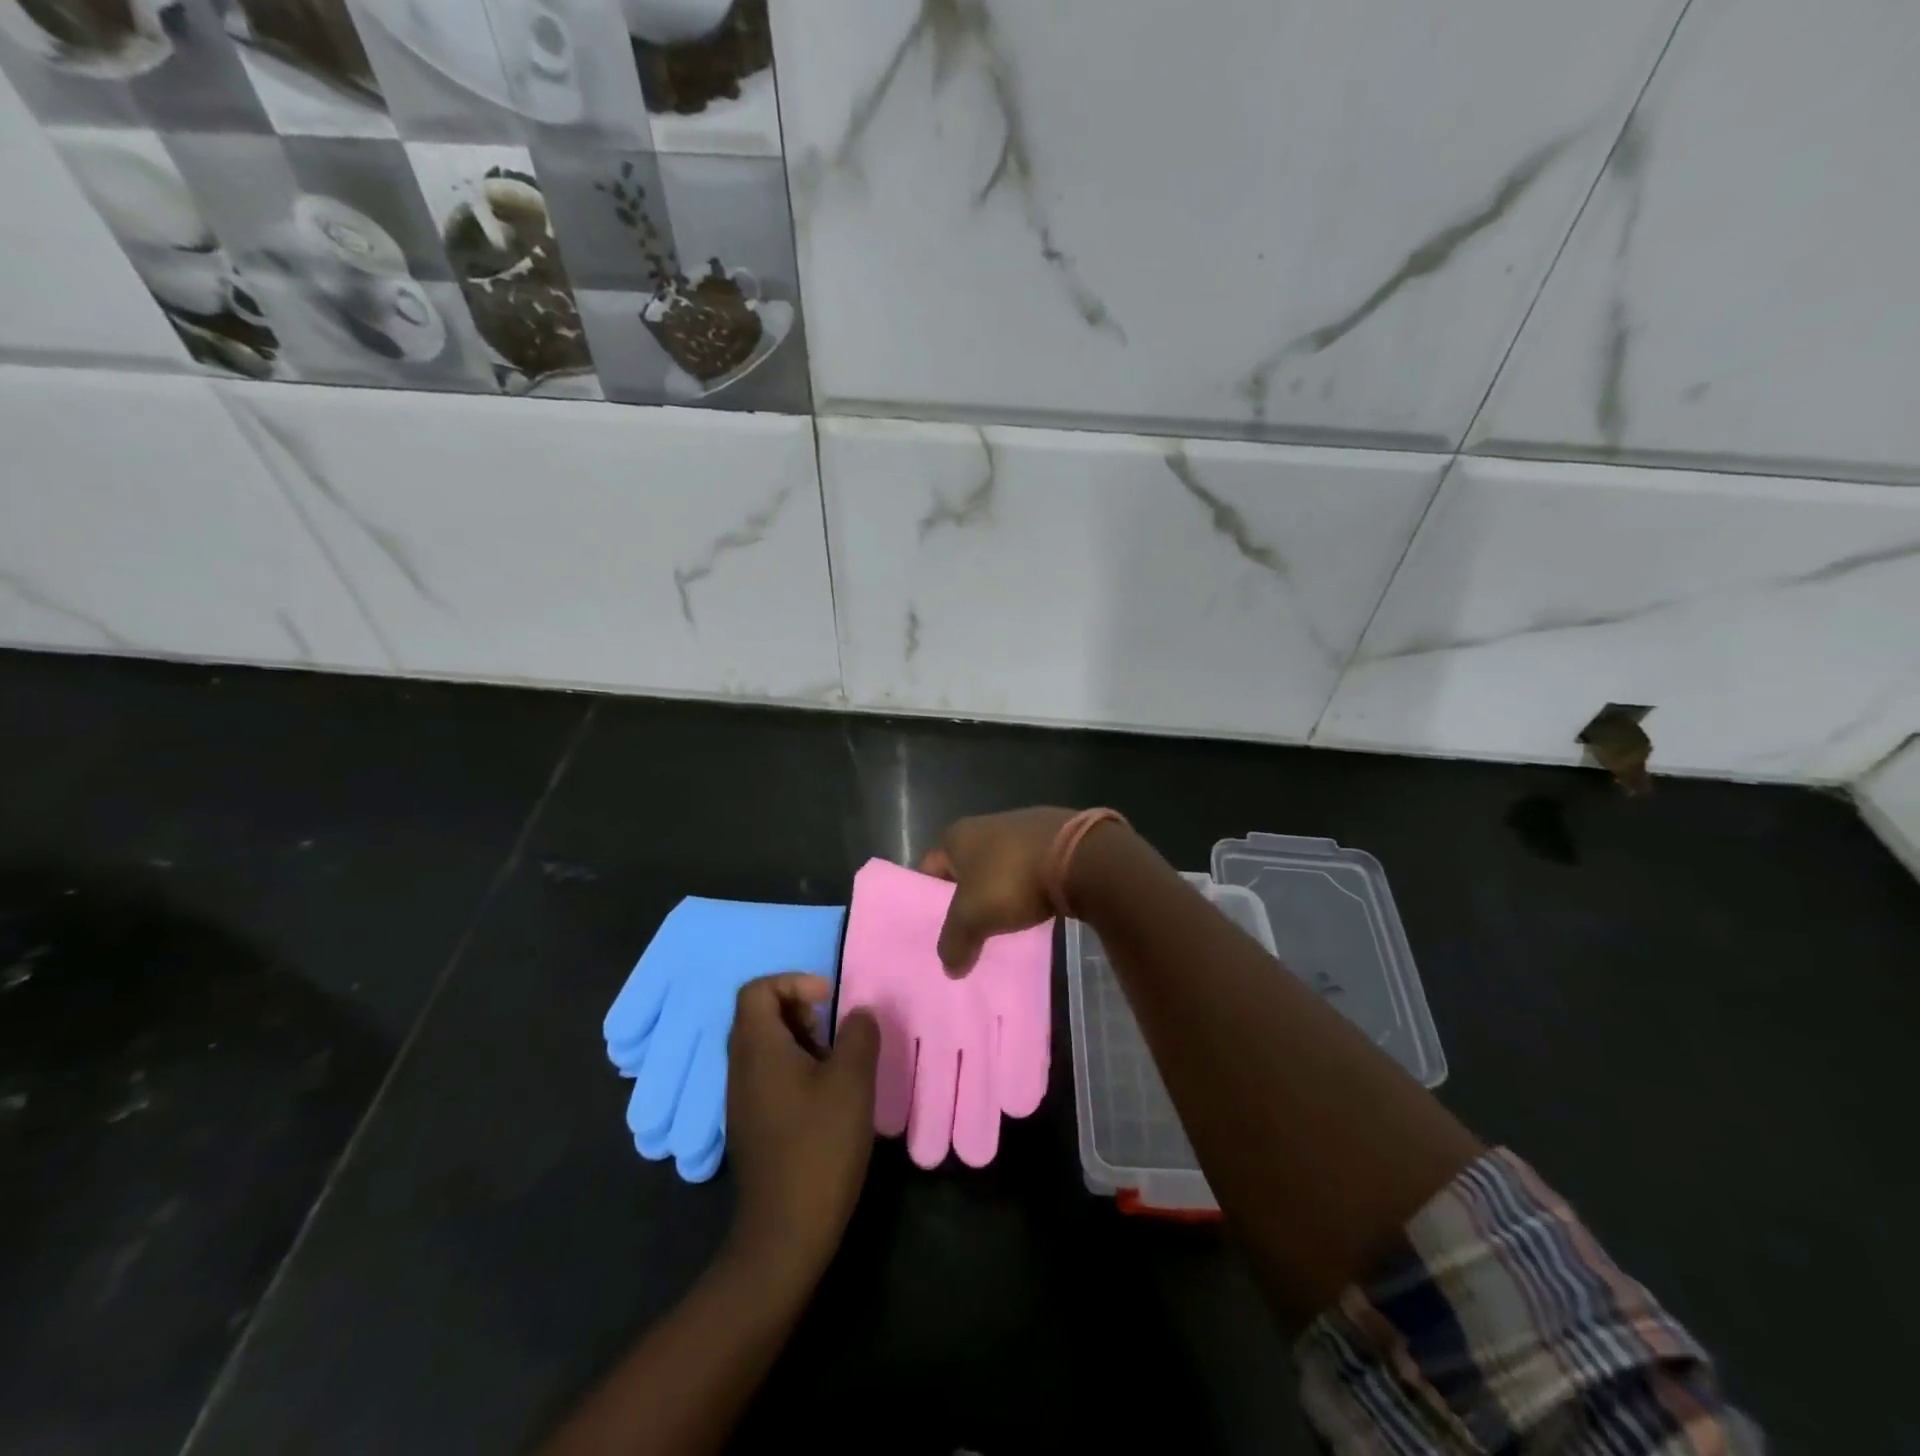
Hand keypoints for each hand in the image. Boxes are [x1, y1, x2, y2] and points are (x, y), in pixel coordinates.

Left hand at [724, 974, 879, 1280]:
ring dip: (800, 1041)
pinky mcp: (751, 1124)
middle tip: (834, 1031)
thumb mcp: (852, 1082)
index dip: (793, 981)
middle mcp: (740, 1067)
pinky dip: (795, 1068)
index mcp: (758, 1048)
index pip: (757, 989)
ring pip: (764, 1046)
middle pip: (758, 1015)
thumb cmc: (819, 1146)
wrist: (786, 1232)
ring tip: (836, 1063)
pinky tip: (826, 1096)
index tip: (828, 1000)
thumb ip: (858, 1035)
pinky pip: (767, 1075)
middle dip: (800, 1010)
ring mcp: (741, 1098)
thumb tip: (858, 1014)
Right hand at [919, 806, 1077, 972]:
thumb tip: (949, 966)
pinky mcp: (1054, 837)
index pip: (929, 868)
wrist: (1079, 856)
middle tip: (966, 931)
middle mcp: (986, 824)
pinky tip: (1033, 908)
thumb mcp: (973, 917)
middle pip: (965, 868)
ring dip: (998, 892)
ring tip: (1001, 924)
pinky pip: (1029, 868)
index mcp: (958, 835)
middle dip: (965, 898)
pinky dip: (1027, 887)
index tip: (933, 927)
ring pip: (999, 867)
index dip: (927, 898)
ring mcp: (1022, 828)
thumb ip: (954, 941)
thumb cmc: (1012, 880)